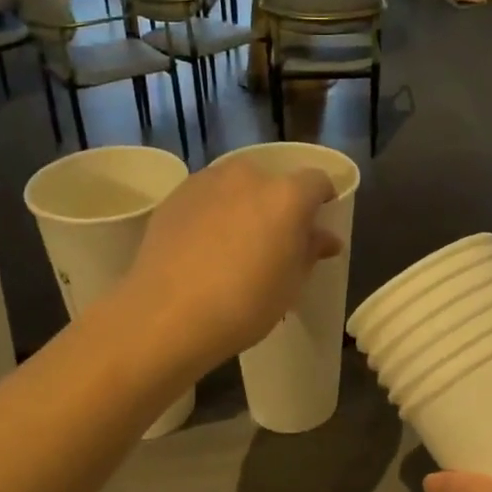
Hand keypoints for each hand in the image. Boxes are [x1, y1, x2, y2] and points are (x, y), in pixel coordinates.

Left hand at [125, 158, 341, 370]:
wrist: (166, 315)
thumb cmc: (242, 305)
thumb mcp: (290, 285)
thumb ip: (310, 252)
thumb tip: (325, 237)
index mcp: (287, 195)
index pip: (317, 181)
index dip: (322, 200)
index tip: (317, 224)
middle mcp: (248, 176)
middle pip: (274, 180)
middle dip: (278, 203)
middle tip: (273, 240)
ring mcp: (207, 181)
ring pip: (237, 186)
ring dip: (243, 204)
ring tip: (235, 243)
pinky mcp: (175, 195)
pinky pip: (207, 197)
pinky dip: (213, 212)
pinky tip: (204, 246)